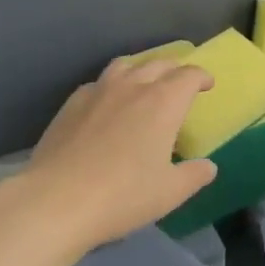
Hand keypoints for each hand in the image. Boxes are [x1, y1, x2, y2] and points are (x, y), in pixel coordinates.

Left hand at [18, 55, 215, 253]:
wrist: (55, 201)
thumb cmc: (122, 195)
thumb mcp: (169, 193)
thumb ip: (194, 176)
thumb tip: (209, 167)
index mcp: (164, 102)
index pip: (189, 75)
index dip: (201, 77)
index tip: (207, 85)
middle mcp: (133, 86)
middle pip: (159, 63)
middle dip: (174, 70)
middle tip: (179, 84)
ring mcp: (99, 91)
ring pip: (125, 65)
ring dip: (141, 69)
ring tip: (143, 84)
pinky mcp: (71, 104)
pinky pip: (98, 84)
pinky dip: (111, 87)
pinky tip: (106, 105)